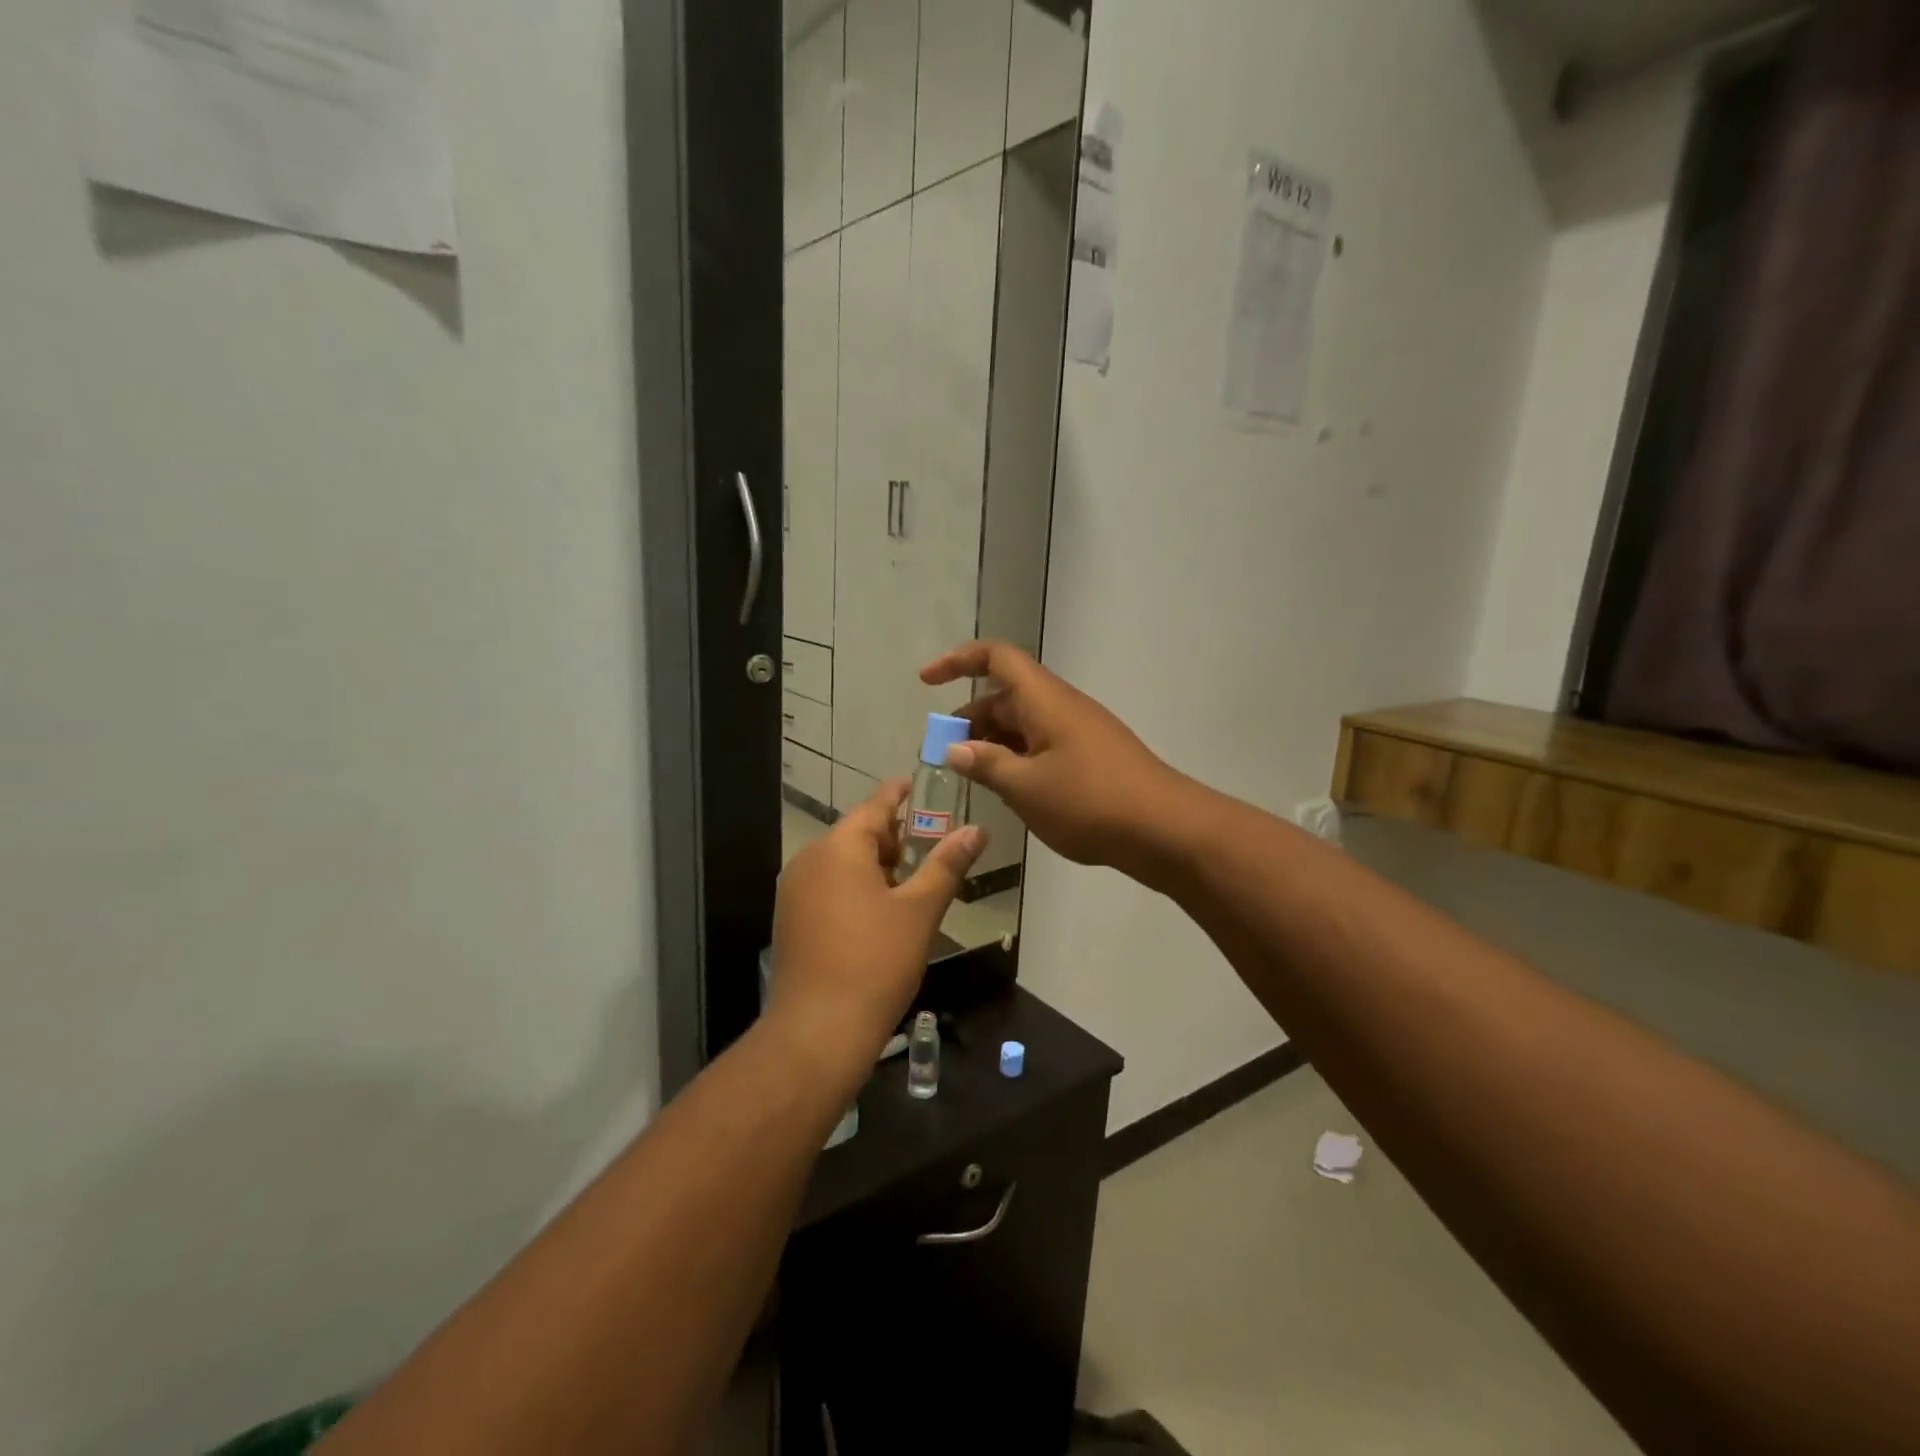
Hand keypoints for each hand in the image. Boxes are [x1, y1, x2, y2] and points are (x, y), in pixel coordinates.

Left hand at [769, 782, 986, 1082]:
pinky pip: (828, 887)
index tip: (919, 784)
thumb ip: (947, 864)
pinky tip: (879, 914)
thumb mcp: (920, 910)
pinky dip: (855, 887)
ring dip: (876, 866)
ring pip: (842, 863)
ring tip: (911, 886)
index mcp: (839, 848)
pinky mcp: (791, 919)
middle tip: (930, 849)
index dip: (900, 794)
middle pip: (857, 834)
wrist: (818, 1030)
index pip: (875, 806)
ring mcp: (795, 891)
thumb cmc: (876, 961)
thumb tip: (977, 830)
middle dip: (894, 838)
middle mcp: (809, 860)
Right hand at [921, 641, 1189, 875]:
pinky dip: (1017, 758)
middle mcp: (1061, 706)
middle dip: (969, 718)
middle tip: (944, 754)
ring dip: (992, 742)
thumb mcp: (1027, 788)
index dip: (958, 661)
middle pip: (1006, 695)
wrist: (1165, 829)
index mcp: (1044, 700)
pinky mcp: (1091, 757)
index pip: (997, 658)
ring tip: (970, 776)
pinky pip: (1042, 744)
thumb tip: (955, 748)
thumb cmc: (1090, 802)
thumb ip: (987, 764)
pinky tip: (1008, 790)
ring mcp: (1079, 731)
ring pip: (1024, 723)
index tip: (926, 682)